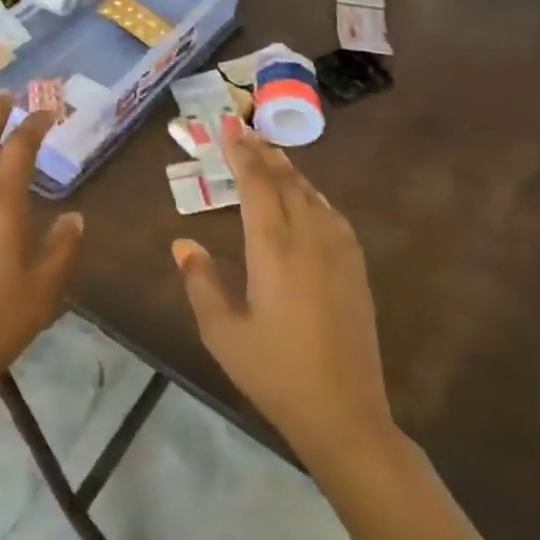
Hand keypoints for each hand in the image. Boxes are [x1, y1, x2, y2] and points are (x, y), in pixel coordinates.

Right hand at [173, 126, 398, 475]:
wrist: (344, 413)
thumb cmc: (274, 371)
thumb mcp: (222, 331)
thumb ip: (200, 281)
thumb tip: (184, 243)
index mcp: (272, 248)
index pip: (256, 183)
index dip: (240, 152)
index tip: (227, 126)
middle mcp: (308, 238)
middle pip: (285, 181)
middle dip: (263, 153)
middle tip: (244, 130)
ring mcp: (337, 252)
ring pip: (311, 195)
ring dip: (288, 170)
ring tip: (270, 154)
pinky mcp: (355, 270)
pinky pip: (332, 215)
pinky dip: (313, 195)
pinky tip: (307, 197)